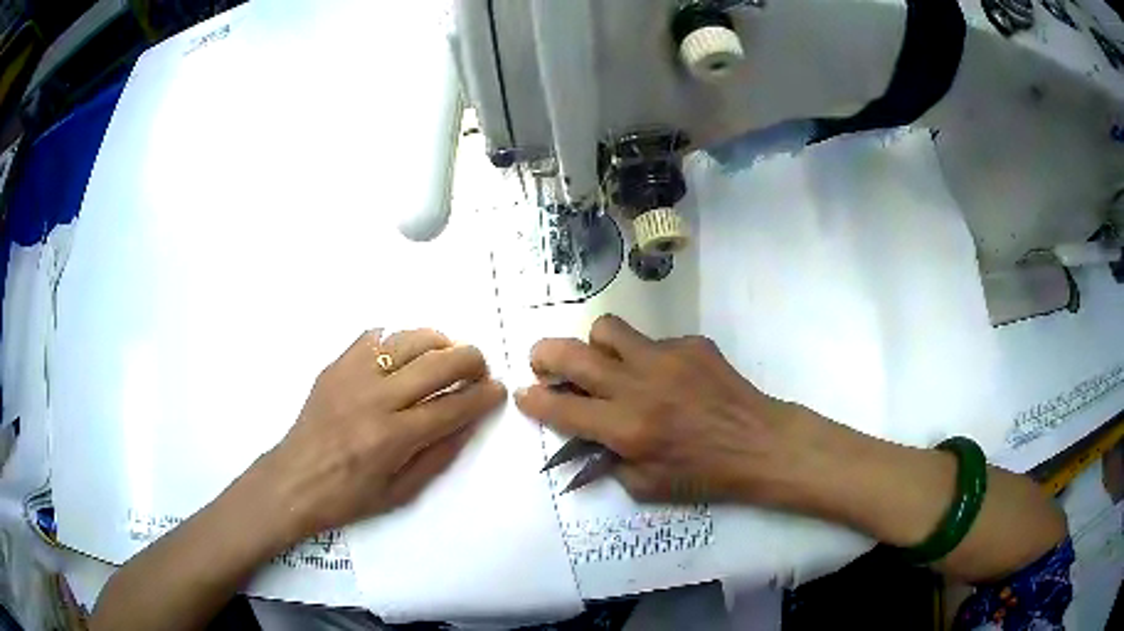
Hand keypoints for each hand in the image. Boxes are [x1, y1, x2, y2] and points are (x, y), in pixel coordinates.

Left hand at [255, 329, 505, 542]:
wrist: (294, 480)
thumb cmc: (348, 497)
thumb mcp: (401, 493)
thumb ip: (438, 456)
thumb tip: (468, 421)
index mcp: (391, 438)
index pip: (451, 407)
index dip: (481, 396)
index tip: (497, 390)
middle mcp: (374, 399)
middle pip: (436, 363)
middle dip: (470, 359)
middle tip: (480, 368)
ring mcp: (351, 375)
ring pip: (407, 339)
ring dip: (438, 342)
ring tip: (447, 355)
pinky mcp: (336, 365)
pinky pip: (374, 337)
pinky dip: (397, 341)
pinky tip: (403, 356)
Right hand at [514, 314, 810, 503]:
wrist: (760, 444)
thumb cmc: (704, 475)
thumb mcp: (647, 487)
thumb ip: (608, 461)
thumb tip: (587, 438)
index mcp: (627, 429)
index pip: (561, 409)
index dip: (533, 401)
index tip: (524, 395)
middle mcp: (639, 386)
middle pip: (572, 355)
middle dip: (544, 356)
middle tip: (544, 365)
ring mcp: (666, 357)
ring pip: (607, 330)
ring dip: (595, 346)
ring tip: (606, 364)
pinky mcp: (691, 343)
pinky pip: (651, 341)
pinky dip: (645, 358)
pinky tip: (667, 379)